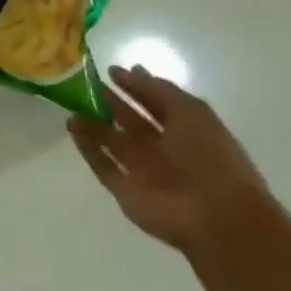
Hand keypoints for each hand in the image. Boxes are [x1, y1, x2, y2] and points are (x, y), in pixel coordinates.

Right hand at [68, 65, 277, 259]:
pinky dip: (86, 147)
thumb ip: (158, 90)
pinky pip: (102, 165)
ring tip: (71, 104)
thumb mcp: (190, 112)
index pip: (156, 103)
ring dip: (93, 123)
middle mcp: (165, 150)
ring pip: (113, 142)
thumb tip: (131, 71)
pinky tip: (72, 127)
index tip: (110, 70)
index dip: (136, 86)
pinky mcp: (126, 190)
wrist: (219, 219)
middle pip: (132, 122)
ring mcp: (144, 171)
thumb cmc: (210, 158)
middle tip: (85, 84)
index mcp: (187, 131)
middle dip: (110, 102)